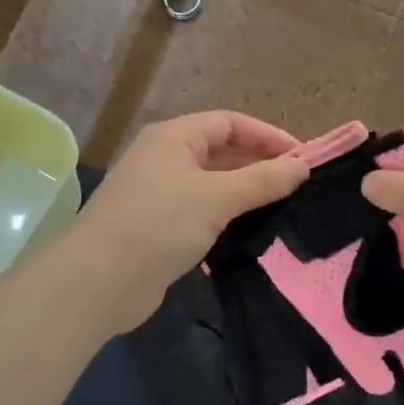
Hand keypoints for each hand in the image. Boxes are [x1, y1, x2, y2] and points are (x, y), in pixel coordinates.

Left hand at [67, 111, 310, 333]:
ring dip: (245, 192)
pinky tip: (250, 230)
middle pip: (221, 151)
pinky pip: (201, 210)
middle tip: (298, 185)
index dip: (268, 136)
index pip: (230, 123)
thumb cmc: (159, 225)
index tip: (304, 158)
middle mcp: (164, 158)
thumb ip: (263, 180)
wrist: (99, 281)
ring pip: (212, 183)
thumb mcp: (218, 198)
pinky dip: (226, 215)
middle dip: (259, 164)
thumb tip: (302, 167)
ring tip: (282, 207)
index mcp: (173, 137)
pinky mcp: (158, 226)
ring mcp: (158, 193)